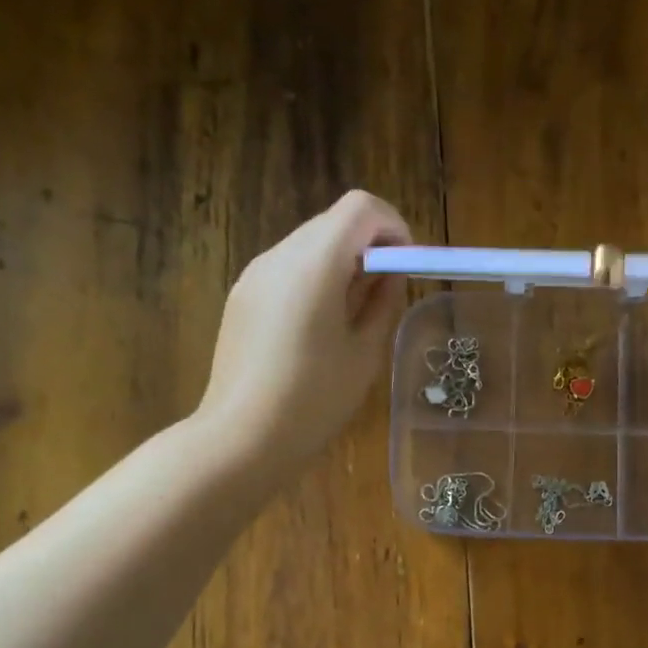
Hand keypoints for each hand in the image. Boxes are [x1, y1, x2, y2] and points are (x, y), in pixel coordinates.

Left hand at [199, 190, 411, 473]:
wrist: (241, 438)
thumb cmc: (314, 400)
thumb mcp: (365, 353)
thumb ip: (383, 303)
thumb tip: (390, 275)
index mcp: (314, 264)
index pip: (361, 208)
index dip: (393, 227)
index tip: (406, 266)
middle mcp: (279, 256)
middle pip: (332, 223)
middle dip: (368, 246)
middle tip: (387, 294)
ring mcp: (254, 276)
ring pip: (308, 246)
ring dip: (341, 264)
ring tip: (355, 316)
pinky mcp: (241, 298)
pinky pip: (287, 272)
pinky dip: (314, 281)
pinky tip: (320, 330)